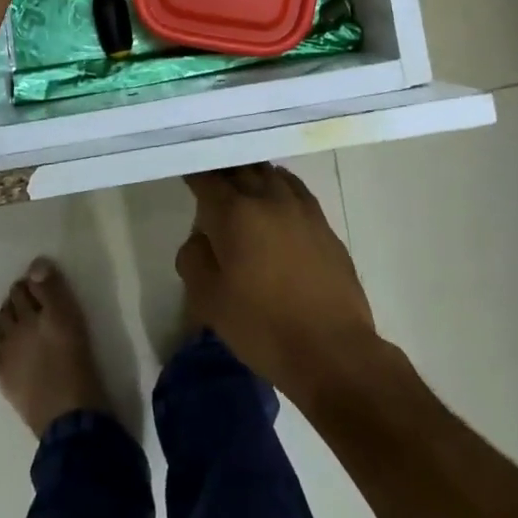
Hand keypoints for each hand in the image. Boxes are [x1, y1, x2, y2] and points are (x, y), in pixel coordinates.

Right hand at [177, 163, 377, 397]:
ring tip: (240, 183)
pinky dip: (278, 183)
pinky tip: (275, 196)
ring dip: (250, 173)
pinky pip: (294, 187)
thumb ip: (194, 258)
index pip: (207, 179)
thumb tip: (201, 237)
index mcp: (235, 213)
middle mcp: (268, 198)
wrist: (332, 349)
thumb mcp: (209, 301)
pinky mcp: (323, 222)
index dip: (193, 174)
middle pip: (239, 169)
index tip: (185, 174)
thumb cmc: (263, 326)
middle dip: (221, 170)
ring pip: (269, 172)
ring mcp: (300, 207)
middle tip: (209, 178)